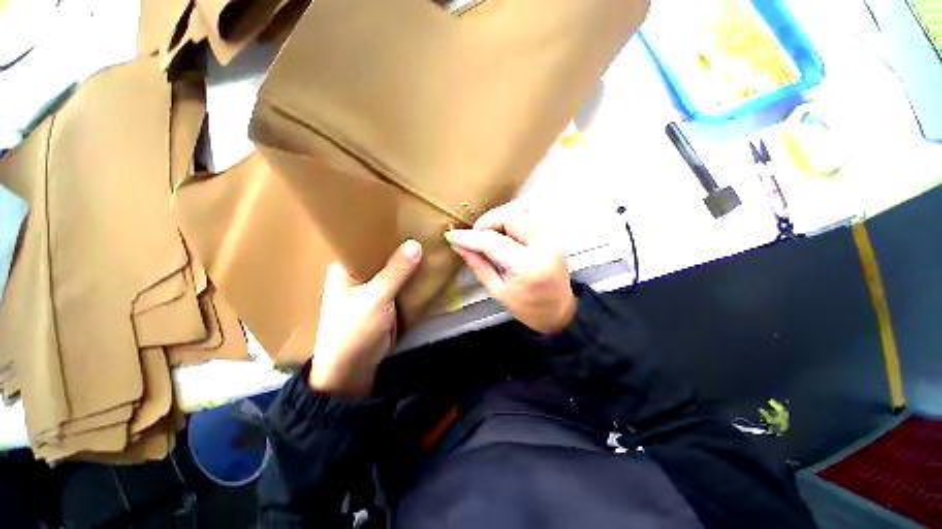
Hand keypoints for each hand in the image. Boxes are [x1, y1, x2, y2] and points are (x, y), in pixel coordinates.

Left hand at [309, 240, 422, 396]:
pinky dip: (414, 276)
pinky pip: (403, 282)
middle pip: (384, 253)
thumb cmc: (354, 331)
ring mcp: (375, 287)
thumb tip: (416, 243)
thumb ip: (396, 272)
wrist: (353, 370)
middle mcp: (360, 273)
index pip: (366, 240)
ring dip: (411, 261)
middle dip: (403, 244)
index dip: (386, 229)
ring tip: (432, 242)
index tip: (409, 217)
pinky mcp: (387, 299)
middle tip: (427, 228)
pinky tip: (429, 266)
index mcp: (346, 267)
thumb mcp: (375, 298)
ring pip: (396, 268)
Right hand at [445, 201, 575, 334]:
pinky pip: (531, 216)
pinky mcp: (553, 235)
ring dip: (501, 218)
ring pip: (522, 211)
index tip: (452, 236)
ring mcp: (552, 238)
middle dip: (488, 221)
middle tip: (476, 235)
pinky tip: (505, 232)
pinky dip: (513, 219)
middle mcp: (543, 246)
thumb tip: (459, 246)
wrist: (559, 311)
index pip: (493, 242)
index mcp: (527, 266)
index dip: (469, 237)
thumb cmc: (527, 308)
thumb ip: (478, 266)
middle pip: (511, 216)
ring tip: (489, 233)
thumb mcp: (498, 291)